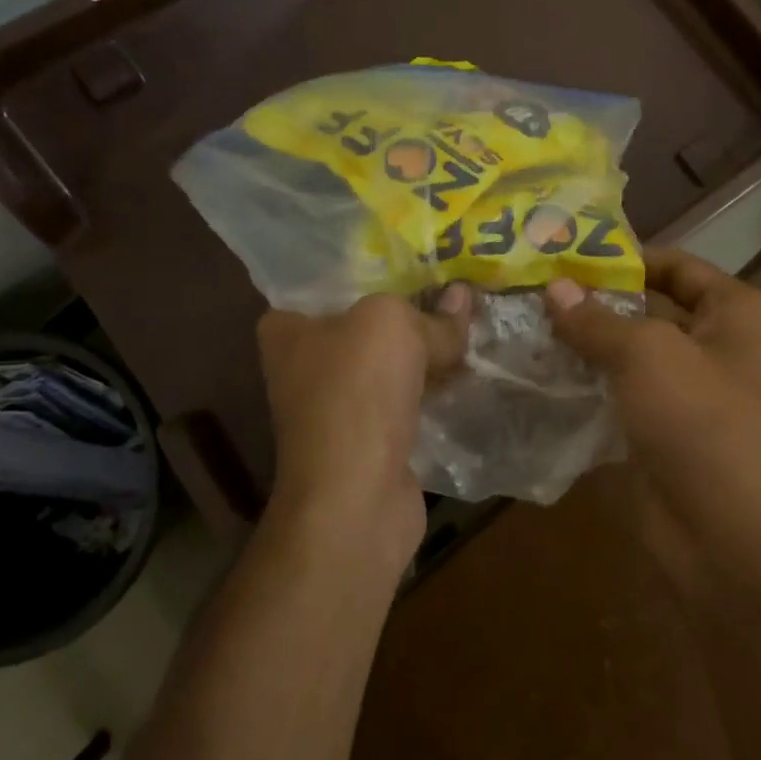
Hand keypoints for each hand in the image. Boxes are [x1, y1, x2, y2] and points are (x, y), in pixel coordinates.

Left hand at [256, 287, 471, 564]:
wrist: (356, 497)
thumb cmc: (357, 392)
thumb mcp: (393, 325)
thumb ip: (429, 313)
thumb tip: (461, 301)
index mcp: (288, 328)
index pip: (329, 283)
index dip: (375, 270)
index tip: (418, 262)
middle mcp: (304, 364)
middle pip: (368, 324)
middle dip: (412, 311)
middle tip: (457, 289)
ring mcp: (336, 406)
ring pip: (391, 364)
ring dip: (427, 352)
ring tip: (472, 325)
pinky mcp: (367, 439)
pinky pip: (405, 399)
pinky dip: (431, 389)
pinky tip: (467, 372)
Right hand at [544, 249, 760, 585]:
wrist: (726, 540)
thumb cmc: (701, 424)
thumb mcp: (648, 355)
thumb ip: (597, 318)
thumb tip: (553, 288)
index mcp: (738, 313)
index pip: (675, 265)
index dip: (622, 257)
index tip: (562, 252)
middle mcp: (719, 346)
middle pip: (648, 308)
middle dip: (593, 301)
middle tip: (530, 287)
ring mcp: (689, 392)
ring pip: (628, 354)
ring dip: (583, 343)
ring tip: (523, 323)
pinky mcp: (660, 430)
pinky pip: (618, 392)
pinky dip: (584, 382)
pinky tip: (537, 371)